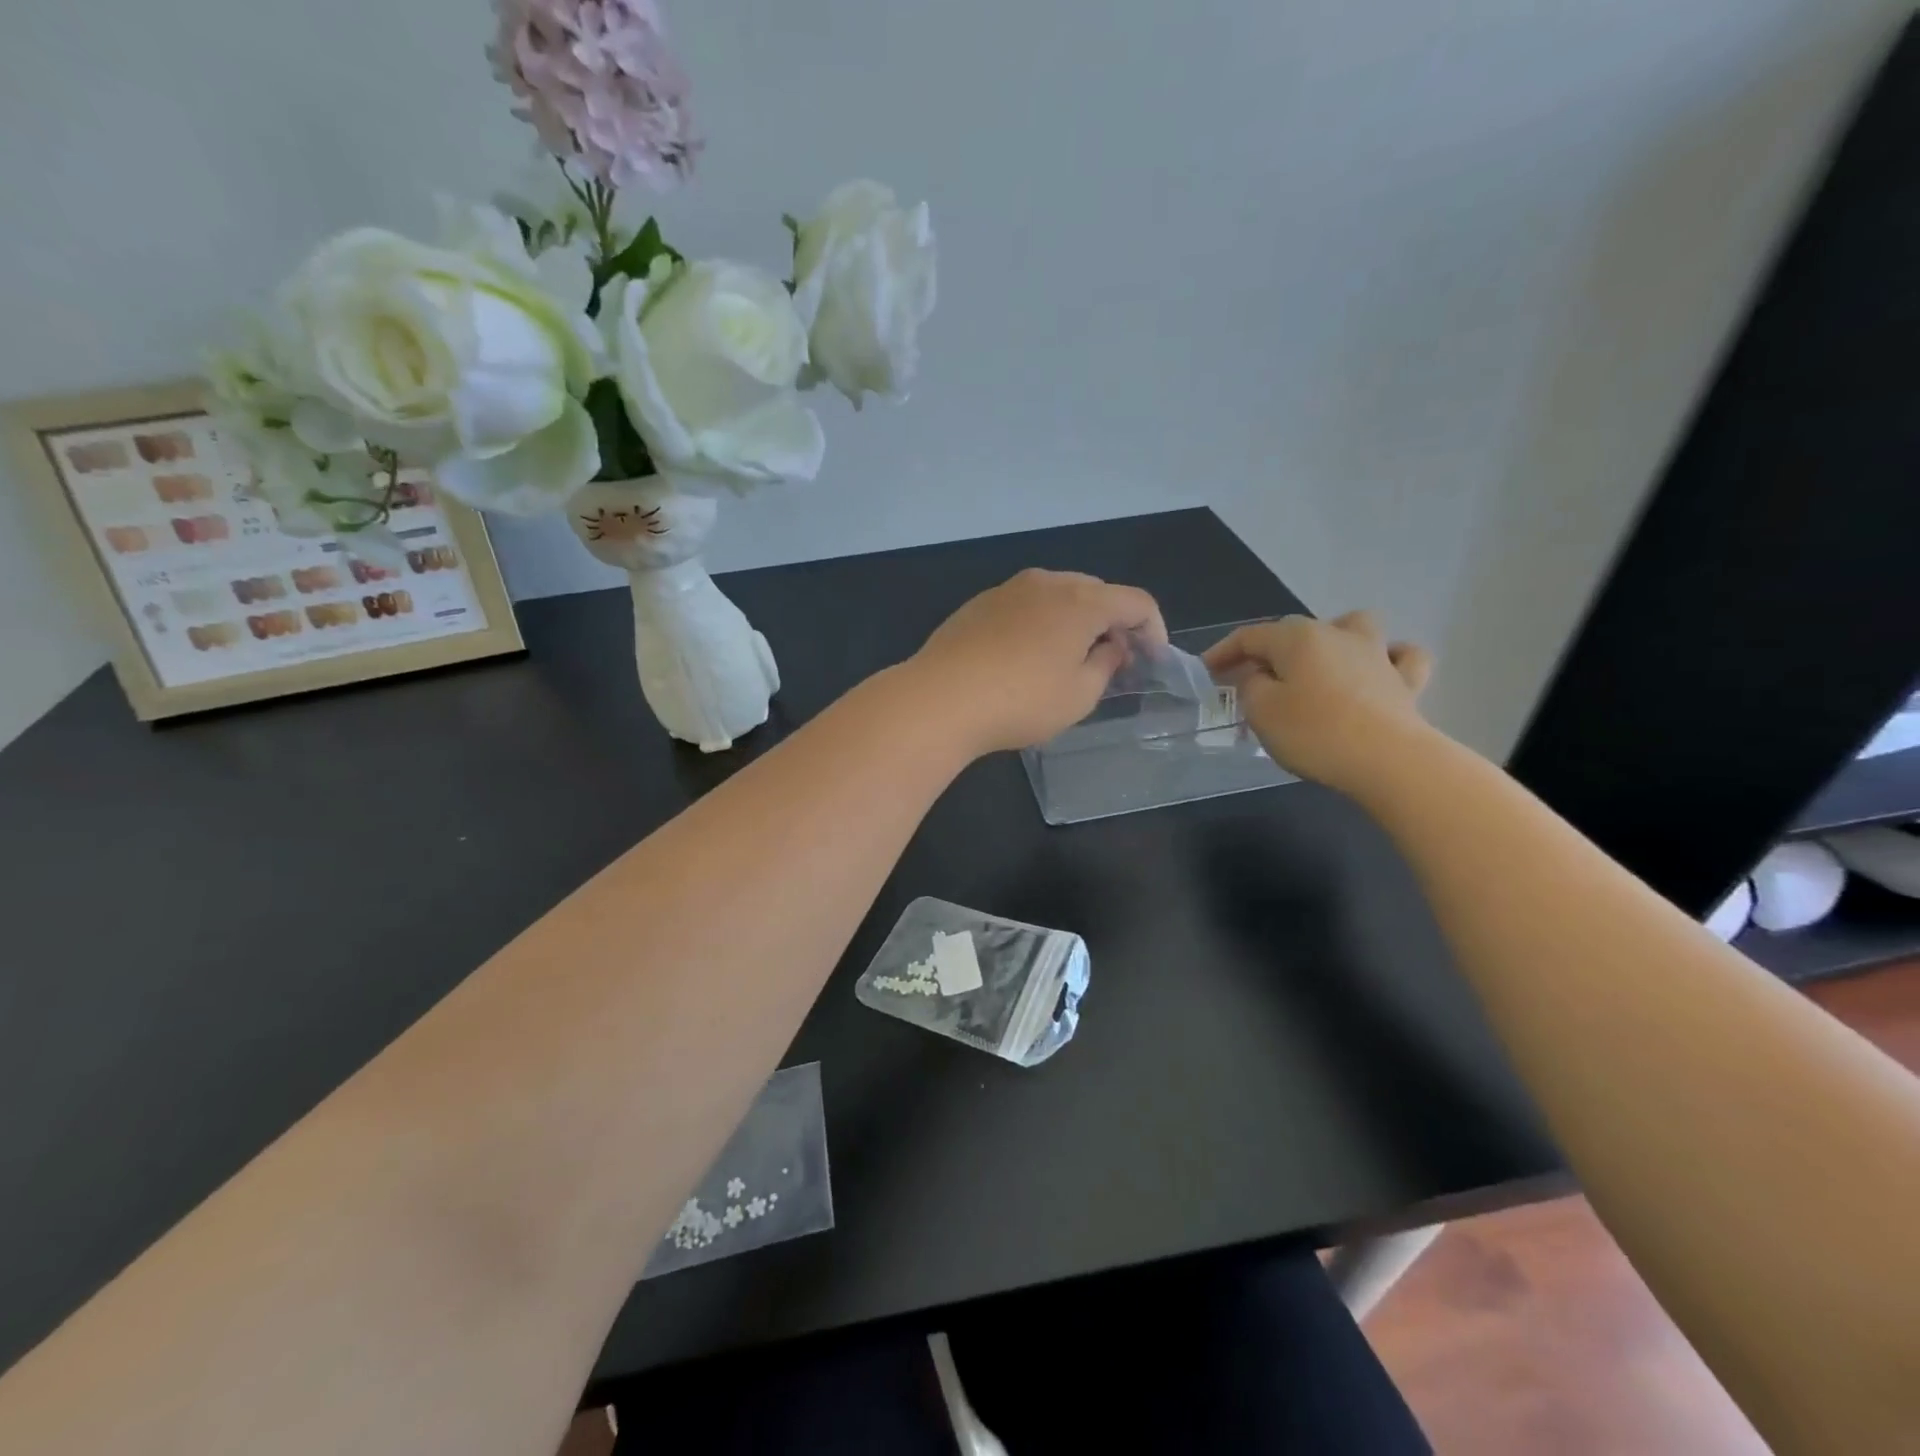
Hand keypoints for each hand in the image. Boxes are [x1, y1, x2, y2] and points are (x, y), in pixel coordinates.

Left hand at [906, 569, 1166, 755]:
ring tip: (1070, 658)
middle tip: (1113, 660)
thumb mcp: (1079, 695)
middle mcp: (1047, 583)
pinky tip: (1027, 657)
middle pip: (1097, 592)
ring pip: (1059, 595)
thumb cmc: (1021, 701)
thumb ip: (1106, 665)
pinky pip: (1026, 605)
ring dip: (1076, 621)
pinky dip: (1041, 623)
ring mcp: (1009, 589)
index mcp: (1082, 601)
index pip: (1136, 602)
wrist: (941, 698)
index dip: (1153, 630)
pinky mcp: (980, 604)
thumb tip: (1112, 646)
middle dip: (1114, 623)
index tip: (1151, 660)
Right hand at [1204, 611, 1436, 793]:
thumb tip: (1258, 676)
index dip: (1223, 652)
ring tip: (1319, 662)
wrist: (1389, 761)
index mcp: (1297, 638)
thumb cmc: (1314, 733)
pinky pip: (1401, 657)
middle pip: (1294, 631)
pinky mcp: (1406, 682)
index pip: (1249, 636)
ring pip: (1354, 627)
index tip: (1206, 672)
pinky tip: (1378, 670)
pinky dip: (1389, 658)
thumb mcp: (1261, 711)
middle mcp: (1337, 634)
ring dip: (1333, 637)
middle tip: (1250, 680)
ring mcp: (1377, 654)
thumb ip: (1250, 686)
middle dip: (1268, 652)